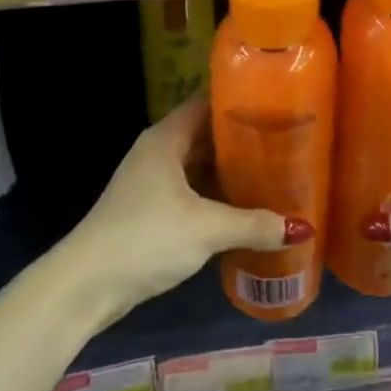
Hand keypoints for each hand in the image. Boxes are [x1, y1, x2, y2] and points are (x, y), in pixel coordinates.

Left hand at [64, 97, 310, 323]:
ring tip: (273, 178)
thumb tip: (302, 228)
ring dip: (228, 175)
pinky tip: (242, 213)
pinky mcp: (148, 212)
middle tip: (284, 149)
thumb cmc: (146, 238)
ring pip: (197, 169)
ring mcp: (150, 183)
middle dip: (241, 144)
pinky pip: (190, 194)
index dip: (239, 107)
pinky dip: (214, 199)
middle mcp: (157, 153)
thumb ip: (254, 224)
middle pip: (205, 138)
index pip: (207, 106)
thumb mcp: (206, 229)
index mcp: (166, 139)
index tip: (276, 112)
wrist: (87, 284)